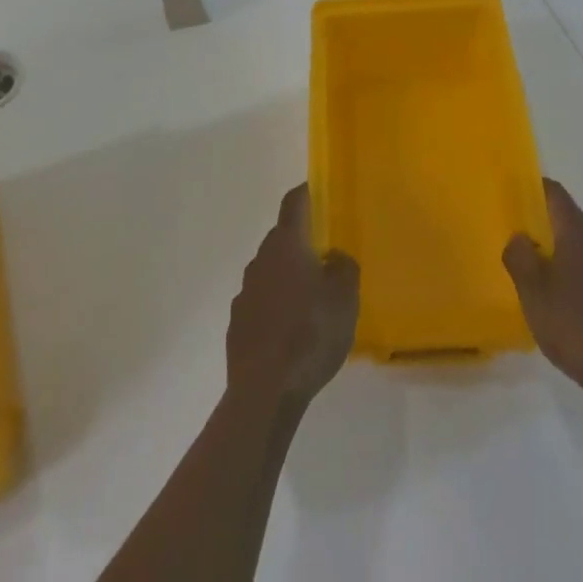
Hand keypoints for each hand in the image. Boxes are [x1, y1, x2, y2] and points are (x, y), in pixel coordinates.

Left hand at [226, 186, 359, 407]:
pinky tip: (291, 331)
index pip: (295, 202)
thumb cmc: (310, 333)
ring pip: (271, 271)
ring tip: (311, 301)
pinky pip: (261, 302)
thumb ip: (343, 268)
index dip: (307, 192)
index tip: (320, 192)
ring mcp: (245, 291)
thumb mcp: (345, 298)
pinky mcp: (238, 322)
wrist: (264, 391)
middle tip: (326, 257)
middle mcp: (261, 258)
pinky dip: (276, 306)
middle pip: (282, 237)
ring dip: (288, 277)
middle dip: (302, 242)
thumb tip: (332, 256)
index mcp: (287, 244)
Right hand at [504, 178, 582, 402]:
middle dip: (546, 226)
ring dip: (563, 254)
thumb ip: (519, 255)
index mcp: (578, 231)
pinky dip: (579, 277)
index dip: (534, 189)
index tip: (515, 198)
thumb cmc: (573, 324)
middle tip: (522, 243)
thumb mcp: (531, 289)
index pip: (555, 193)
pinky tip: (568, 306)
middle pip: (570, 219)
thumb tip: (520, 237)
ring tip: (541, 278)